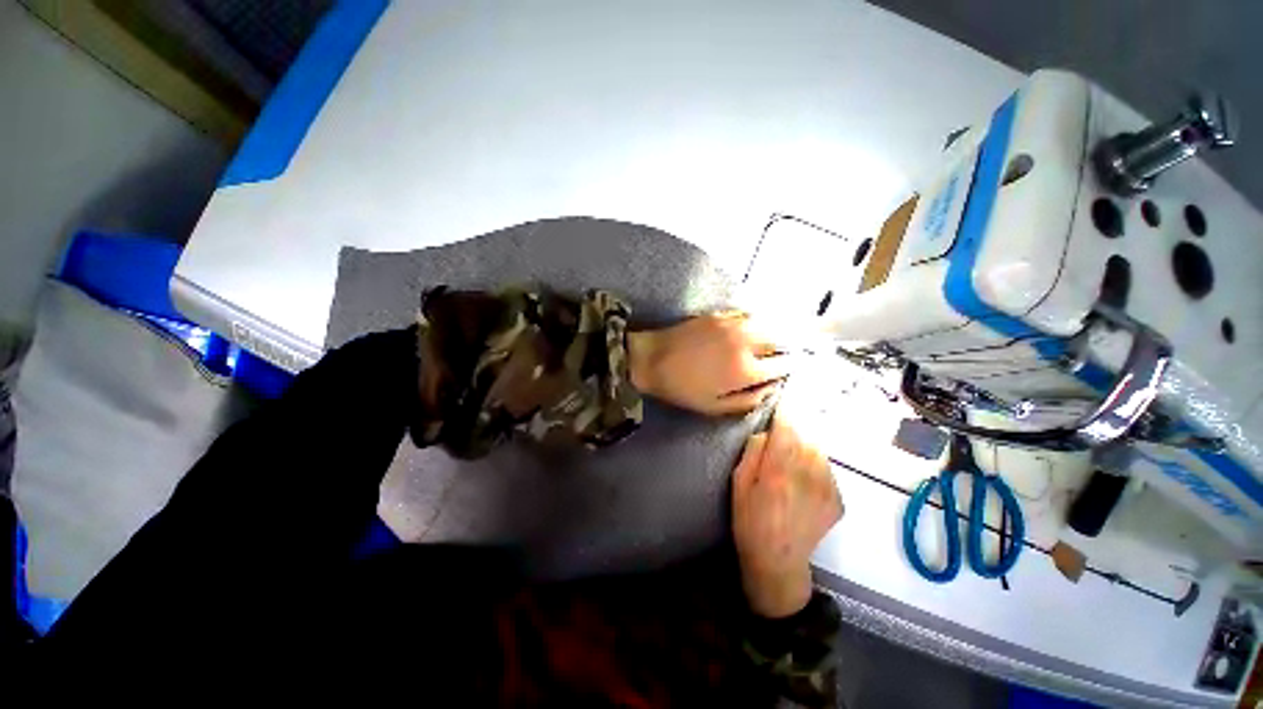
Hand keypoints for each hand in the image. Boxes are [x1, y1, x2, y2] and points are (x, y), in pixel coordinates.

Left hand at [627, 312, 791, 414]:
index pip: (783, 365)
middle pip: (781, 339)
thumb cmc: (683, 388)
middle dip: (788, 346)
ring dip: (776, 331)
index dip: (790, 367)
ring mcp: (733, 324)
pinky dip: (757, 321)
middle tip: (786, 352)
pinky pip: (748, 314)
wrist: (653, 359)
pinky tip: (754, 326)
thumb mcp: (715, 407)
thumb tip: (771, 390)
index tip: (791, 367)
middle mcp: (746, 343)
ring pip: (767, 323)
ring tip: (776, 339)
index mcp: (746, 370)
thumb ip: (748, 401)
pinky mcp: (720, 314)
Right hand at [732, 414, 842, 617]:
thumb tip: (768, 432)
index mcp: (778, 471)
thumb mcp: (738, 483)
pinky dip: (817, 461)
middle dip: (798, 423)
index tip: (785, 396)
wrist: (779, 562)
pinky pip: (827, 467)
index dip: (787, 409)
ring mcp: (827, 488)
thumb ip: (753, 452)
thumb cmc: (749, 520)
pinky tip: (804, 473)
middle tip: (788, 422)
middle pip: (807, 434)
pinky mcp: (838, 500)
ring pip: (820, 448)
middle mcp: (807, 475)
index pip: (787, 427)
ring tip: (795, 448)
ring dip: (808, 441)